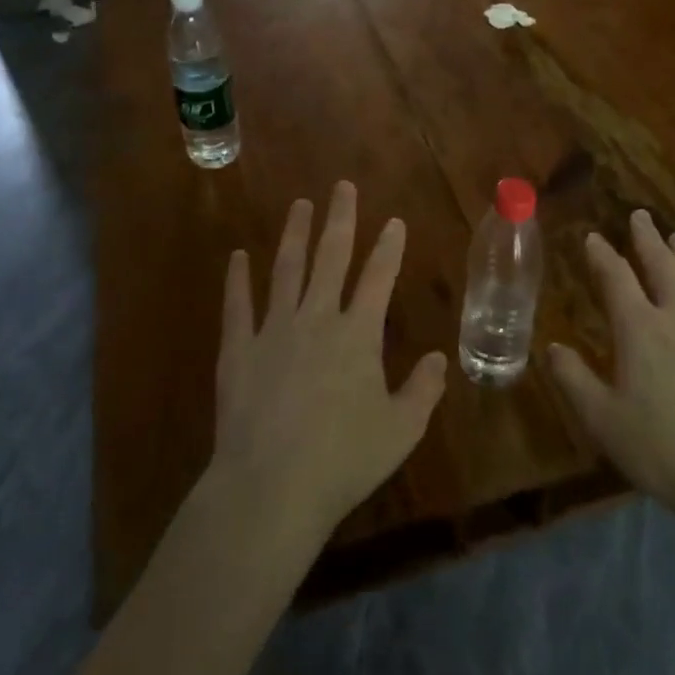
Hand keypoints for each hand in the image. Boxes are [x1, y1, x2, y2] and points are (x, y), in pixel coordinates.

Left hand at [212, 182, 448, 542]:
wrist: (271, 487)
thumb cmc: (343, 460)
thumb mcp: (400, 431)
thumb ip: (422, 390)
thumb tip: (438, 359)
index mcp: (357, 335)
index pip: (378, 277)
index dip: (388, 246)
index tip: (393, 220)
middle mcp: (316, 319)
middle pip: (331, 258)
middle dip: (340, 219)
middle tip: (341, 187)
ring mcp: (273, 330)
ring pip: (286, 270)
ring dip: (294, 235)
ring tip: (299, 205)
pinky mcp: (238, 350)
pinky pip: (237, 305)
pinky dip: (237, 279)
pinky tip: (238, 257)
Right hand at [548, 210, 674, 540]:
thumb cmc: (665, 452)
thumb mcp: (603, 422)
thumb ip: (574, 380)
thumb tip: (551, 346)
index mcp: (641, 331)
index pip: (616, 279)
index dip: (602, 255)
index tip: (592, 236)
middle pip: (663, 268)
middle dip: (648, 239)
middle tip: (640, 216)